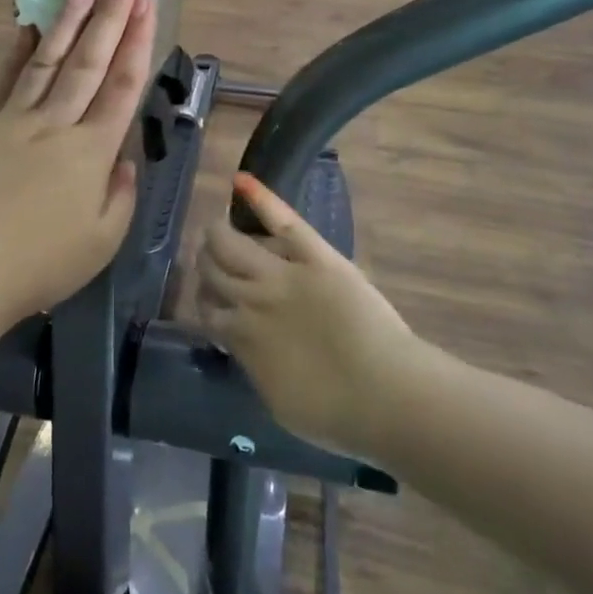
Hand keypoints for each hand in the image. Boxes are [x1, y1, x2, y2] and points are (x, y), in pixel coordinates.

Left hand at [0, 0, 154, 340]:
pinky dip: (18, 50)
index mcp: (92, 153)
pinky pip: (5, 80)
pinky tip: (30, 24)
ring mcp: (15, 120)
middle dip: (111, 15)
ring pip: (48, 60)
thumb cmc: (41, 266)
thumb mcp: (103, 242)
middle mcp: (56, 125)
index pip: (122, 86)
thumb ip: (121, 194)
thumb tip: (122, 157)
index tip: (147, 5)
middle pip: (90, 61)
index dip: (138, 42)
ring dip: (69, 19)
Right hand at [199, 172, 417, 451]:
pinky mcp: (315, 256)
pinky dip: (261, 198)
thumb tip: (245, 345)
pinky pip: (282, 220)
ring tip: (221, 230)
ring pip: (231, 242)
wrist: (387, 394)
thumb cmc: (335, 413)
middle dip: (207, 262)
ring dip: (219, 234)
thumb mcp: (277, 401)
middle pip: (211, 268)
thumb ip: (253, 364)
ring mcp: (281, 273)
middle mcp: (250, 299)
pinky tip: (241, 180)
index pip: (206, 308)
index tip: (212, 301)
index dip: (206, 301)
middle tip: (214, 260)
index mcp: (240, 336)